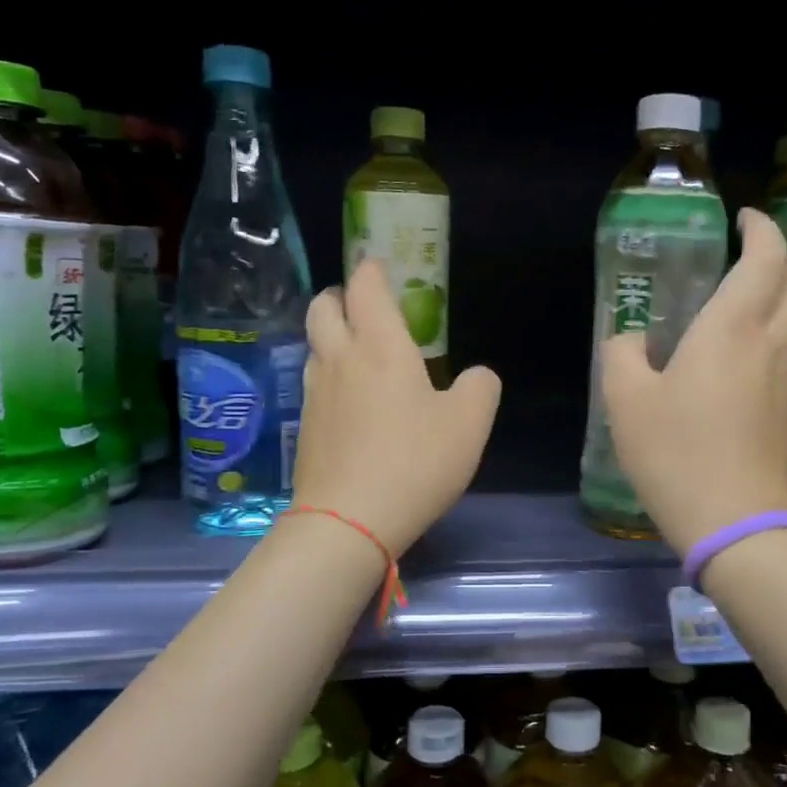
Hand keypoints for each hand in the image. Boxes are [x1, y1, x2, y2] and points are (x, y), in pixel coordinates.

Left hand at [292, 260, 500, 555]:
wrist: (347, 521)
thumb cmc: (415, 463)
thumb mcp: (470, 424)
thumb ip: (480, 387)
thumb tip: (475, 376)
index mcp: (381, 347)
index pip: (365, 288)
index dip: (372, 270)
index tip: (380, 265)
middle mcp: (341, 359)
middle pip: (324, 307)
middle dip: (341, 296)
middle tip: (365, 306)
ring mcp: (316, 394)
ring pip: (314, 344)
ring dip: (332, 334)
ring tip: (360, 351)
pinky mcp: (306, 426)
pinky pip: (315, 381)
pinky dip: (330, 372)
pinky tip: (352, 398)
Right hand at [600, 209, 786, 555]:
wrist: (732, 522)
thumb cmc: (674, 454)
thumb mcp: (625, 400)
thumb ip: (622, 354)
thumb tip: (631, 340)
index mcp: (731, 329)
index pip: (766, 257)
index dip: (761, 229)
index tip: (744, 220)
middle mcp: (772, 342)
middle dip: (785, 257)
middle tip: (751, 260)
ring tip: (756, 302)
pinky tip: (762, 354)